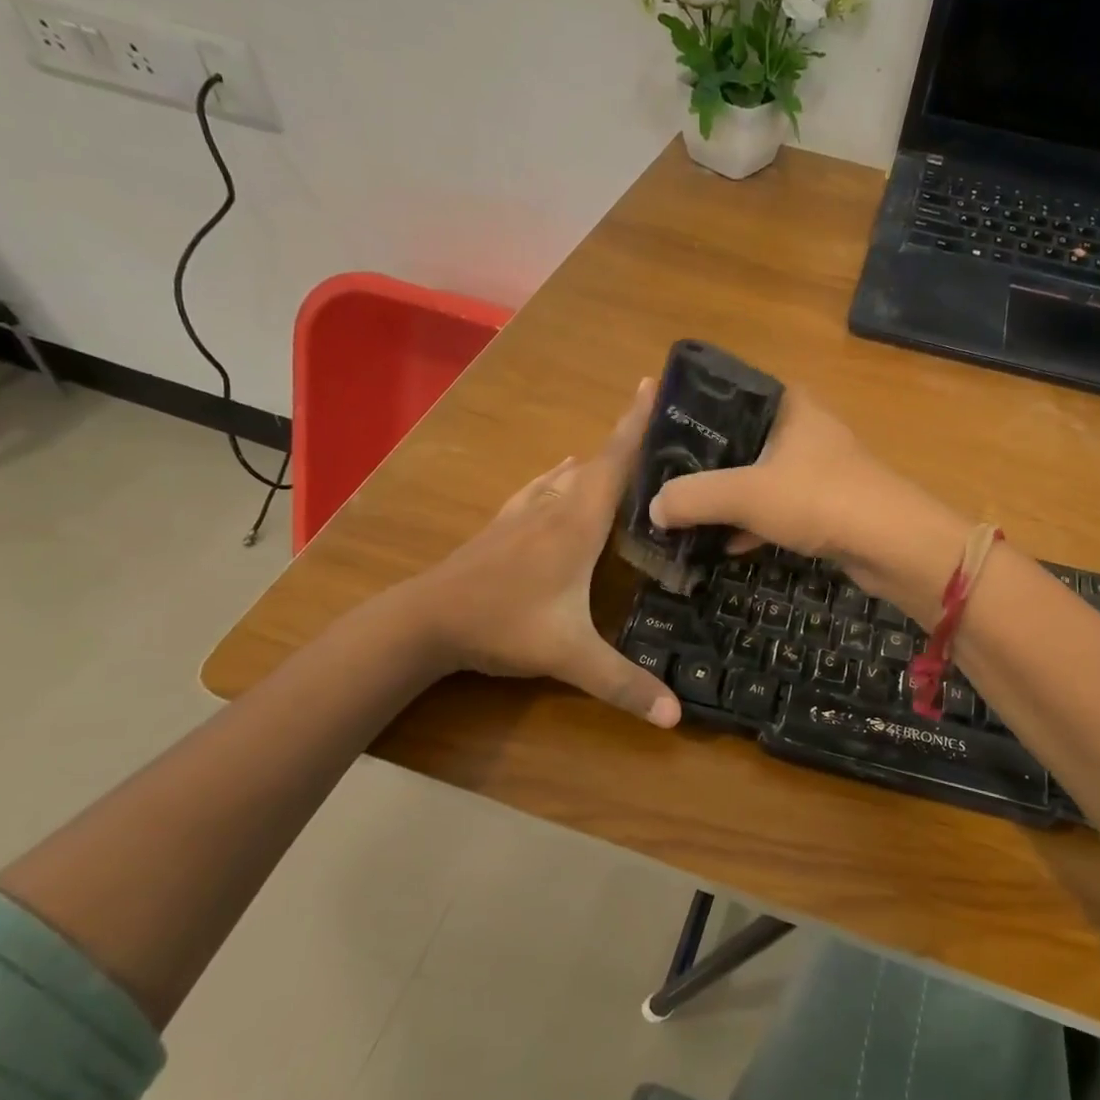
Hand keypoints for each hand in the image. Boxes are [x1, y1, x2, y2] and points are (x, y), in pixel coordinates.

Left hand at [409, 381, 680, 726]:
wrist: (423, 621)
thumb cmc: (502, 625)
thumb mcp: (568, 656)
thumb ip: (622, 683)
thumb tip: (676, 717)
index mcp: (577, 523)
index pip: (616, 463)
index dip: (637, 424)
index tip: (654, 382)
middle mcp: (554, 506)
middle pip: (598, 461)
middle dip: (629, 437)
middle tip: (665, 424)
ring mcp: (524, 513)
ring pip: (570, 473)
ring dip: (599, 458)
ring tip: (627, 451)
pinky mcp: (504, 525)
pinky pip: (543, 487)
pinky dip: (562, 475)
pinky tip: (561, 471)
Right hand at [648, 388, 883, 560]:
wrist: (894, 544)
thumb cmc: (819, 498)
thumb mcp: (746, 494)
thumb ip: (693, 497)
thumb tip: (653, 507)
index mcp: (785, 405)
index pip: (725, 396)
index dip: (688, 415)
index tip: (654, 437)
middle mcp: (800, 428)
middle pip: (737, 441)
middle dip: (701, 466)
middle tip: (661, 483)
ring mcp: (815, 467)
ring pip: (756, 478)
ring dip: (724, 500)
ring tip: (682, 517)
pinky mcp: (824, 504)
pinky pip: (775, 508)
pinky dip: (750, 524)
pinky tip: (722, 546)